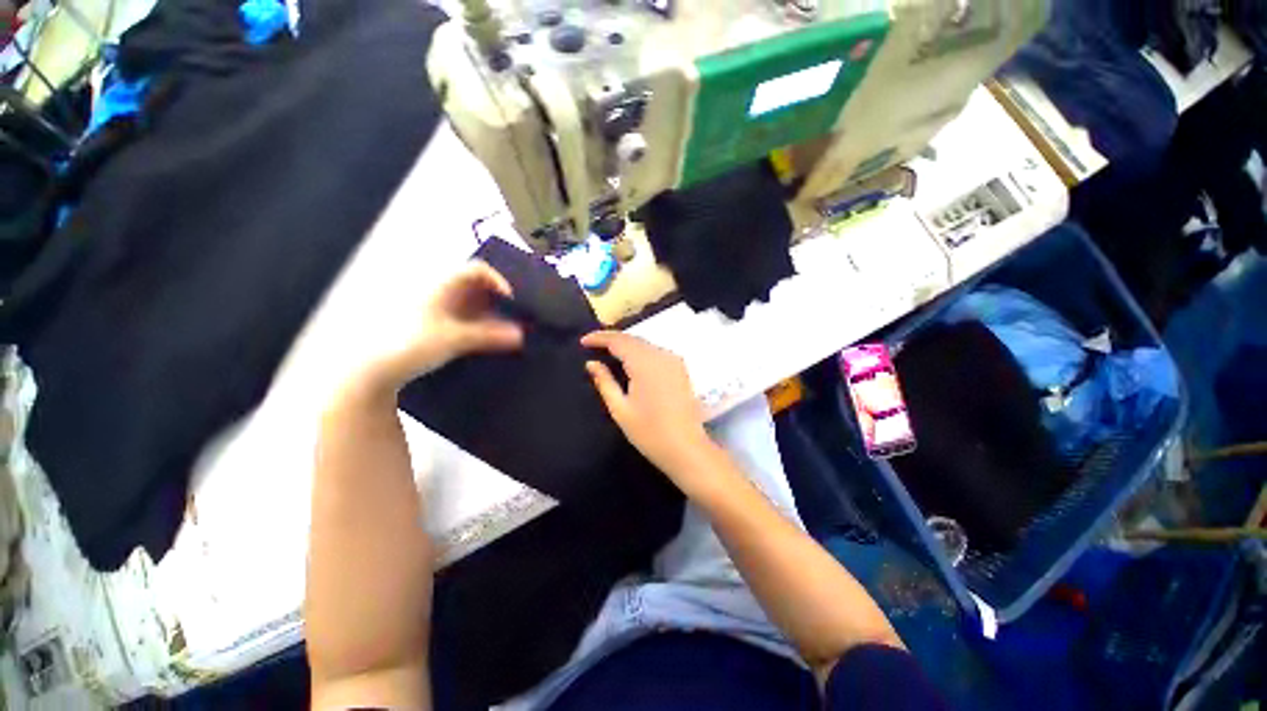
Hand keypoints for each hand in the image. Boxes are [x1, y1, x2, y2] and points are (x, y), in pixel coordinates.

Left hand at [356, 261, 523, 395]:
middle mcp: (440, 293)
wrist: (373, 369)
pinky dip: (480, 328)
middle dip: (499, 301)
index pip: (477, 269)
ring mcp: (436, 310)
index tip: (513, 303)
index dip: (499, 281)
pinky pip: (464, 320)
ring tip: (507, 333)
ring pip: (472, 305)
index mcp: (443, 286)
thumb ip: (489, 335)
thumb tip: (521, 334)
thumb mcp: (455, 339)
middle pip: (477, 287)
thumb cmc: (411, 344)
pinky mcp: (434, 327)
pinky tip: (488, 343)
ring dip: (491, 317)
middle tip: (516, 319)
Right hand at [582, 331, 719, 491]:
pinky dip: (640, 352)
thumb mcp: (620, 409)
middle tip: (593, 345)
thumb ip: (605, 382)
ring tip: (607, 351)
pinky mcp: (680, 368)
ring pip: (645, 344)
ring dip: (626, 345)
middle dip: (612, 339)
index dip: (599, 338)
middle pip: (633, 339)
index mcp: (645, 363)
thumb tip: (591, 363)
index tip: (582, 341)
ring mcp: (674, 360)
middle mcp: (661, 355)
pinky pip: (655, 352)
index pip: (618, 340)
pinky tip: (630, 361)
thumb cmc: (649, 432)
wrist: (686, 448)